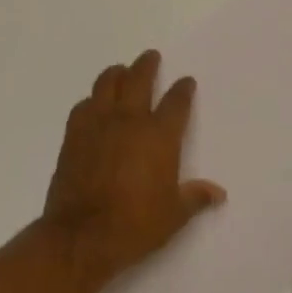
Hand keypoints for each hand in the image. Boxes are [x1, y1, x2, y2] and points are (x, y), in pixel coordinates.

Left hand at [42, 50, 225, 283]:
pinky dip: (91, 100)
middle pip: (138, 80)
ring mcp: (98, 125)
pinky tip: (93, 104)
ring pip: (107, 85)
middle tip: (151, 56)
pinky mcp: (74, 136)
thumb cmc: (135, 225)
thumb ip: (195, 197)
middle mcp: (129, 121)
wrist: (81, 236)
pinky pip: (83, 107)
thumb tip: (218, 192)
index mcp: (159, 136)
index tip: (186, 81)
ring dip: (116, 74)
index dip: (183, 89)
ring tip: (121, 70)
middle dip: (147, 65)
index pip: (176, 102)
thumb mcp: (174, 215)